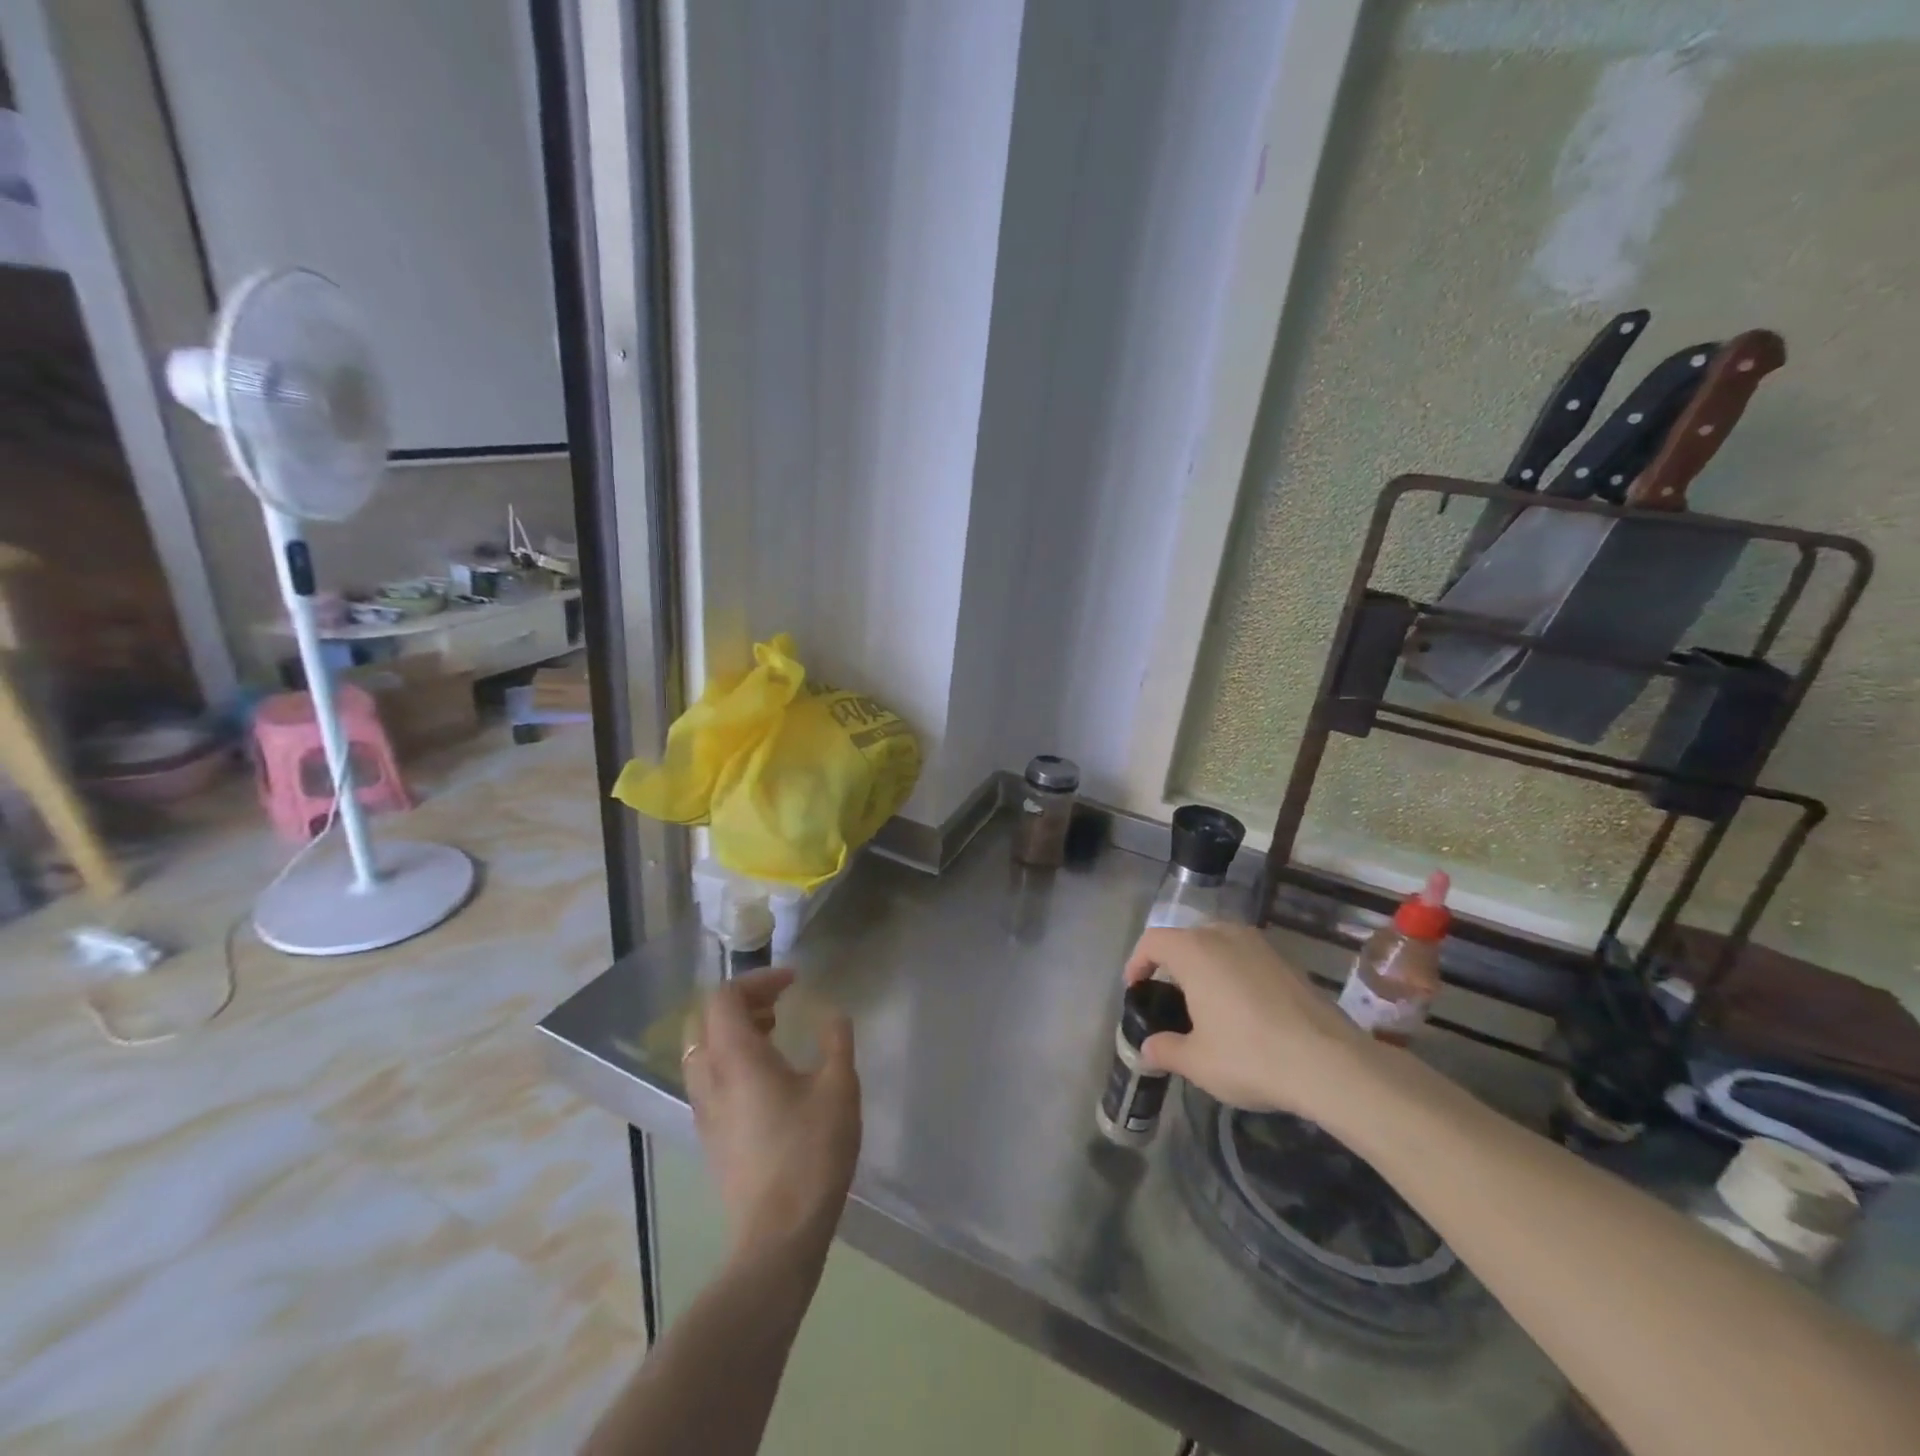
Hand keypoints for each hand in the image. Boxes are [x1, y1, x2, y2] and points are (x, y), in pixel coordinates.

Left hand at [682, 970, 861, 1265]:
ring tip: (774, 1034)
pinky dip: (731, 1059)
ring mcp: (704, 1110)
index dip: (758, 980)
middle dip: (742, 1002)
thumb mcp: (839, 1088)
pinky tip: (768, 1078)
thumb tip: (832, 1015)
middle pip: (706, 1019)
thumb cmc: (810, 1153)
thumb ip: (836, 1042)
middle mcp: (710, 1077)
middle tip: (780, 1004)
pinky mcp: (709, 1136)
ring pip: (704, 1050)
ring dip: (734, 1031)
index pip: (725, 997)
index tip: (793, 982)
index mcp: (736, 1057)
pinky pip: (709, 1078)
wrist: (777, 1236)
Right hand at [1124, 923, 1371, 1118]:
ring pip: (1219, 943)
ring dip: (1205, 965)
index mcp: (1194, 950)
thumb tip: (1147, 1049)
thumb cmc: (1250, 1055)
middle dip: (1171, 963)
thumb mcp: (1197, 1061)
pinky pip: (1246, 956)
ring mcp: (1260, 944)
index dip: (1137, 962)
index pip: (1152, 941)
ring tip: (1204, 1002)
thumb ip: (1165, 1050)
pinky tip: (1242, 1009)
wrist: (1330, 1063)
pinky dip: (1233, 972)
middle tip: (1168, 997)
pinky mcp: (1287, 960)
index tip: (1134, 988)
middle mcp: (1224, 935)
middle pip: (1186, 938)